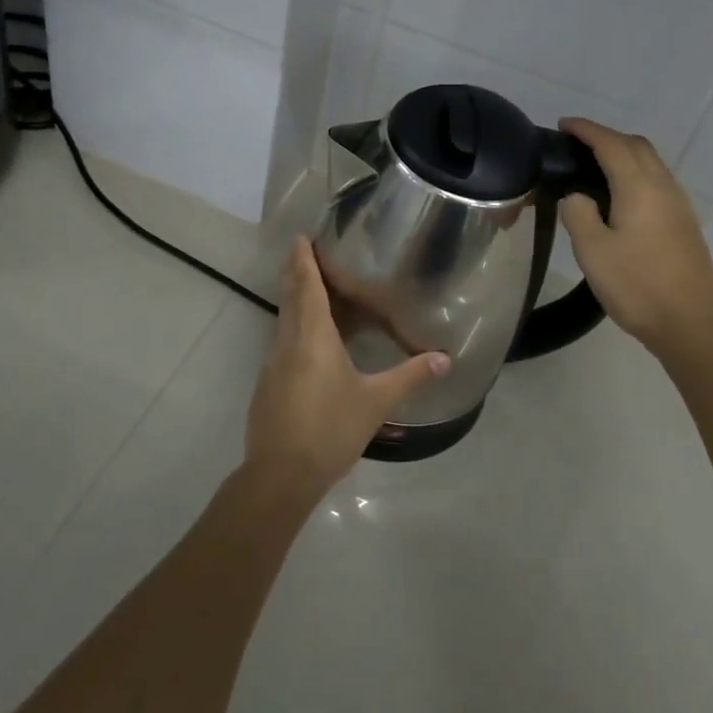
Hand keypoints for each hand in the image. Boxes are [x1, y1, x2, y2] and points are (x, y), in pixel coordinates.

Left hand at [243, 237, 451, 502]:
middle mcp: (288, 342)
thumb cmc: (330, 428)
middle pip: (291, 298)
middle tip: (303, 251)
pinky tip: (309, 342)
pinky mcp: (268, 385)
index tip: (300, 237)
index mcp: (312, 336)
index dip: (303, 260)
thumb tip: (444, 358)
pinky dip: (294, 328)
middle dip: (296, 272)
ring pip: (284, 321)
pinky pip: (283, 343)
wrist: (280, 475)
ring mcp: (273, 364)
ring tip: (312, 289)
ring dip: (295, 300)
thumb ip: (410, 377)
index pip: (307, 286)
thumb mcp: (376, 402)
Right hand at [557, 118, 712, 361]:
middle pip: (637, 145)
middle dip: (607, 136)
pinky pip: (658, 181)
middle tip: (577, 144)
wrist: (692, 325)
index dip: (587, 130)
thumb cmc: (637, 286)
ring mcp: (679, 205)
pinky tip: (621, 195)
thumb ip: (578, 213)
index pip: (611, 144)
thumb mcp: (592, 251)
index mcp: (639, 188)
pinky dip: (636, 172)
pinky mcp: (685, 223)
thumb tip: (578, 195)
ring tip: (595, 166)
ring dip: (624, 153)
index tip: (564, 124)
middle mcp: (664, 187)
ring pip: (652, 162)